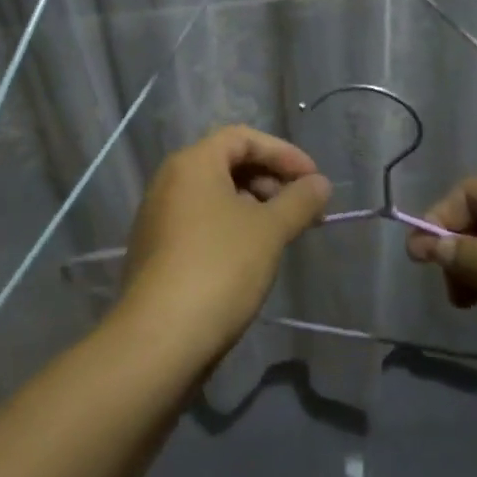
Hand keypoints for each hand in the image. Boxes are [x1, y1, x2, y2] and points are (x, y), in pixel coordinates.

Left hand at [120, 126, 331, 360]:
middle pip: (227, 163)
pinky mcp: (157, 250)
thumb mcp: (269, 231)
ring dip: (253, 205)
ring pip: (214, 195)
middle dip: (270, 180)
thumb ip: (299, 201)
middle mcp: (169, 180)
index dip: (283, 153)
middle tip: (302, 208)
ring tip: (282, 233)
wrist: (160, 338)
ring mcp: (158, 216)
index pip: (242, 138)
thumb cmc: (219, 268)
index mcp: (192, 163)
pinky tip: (252, 256)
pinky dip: (231, 226)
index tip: (314, 180)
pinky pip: (200, 221)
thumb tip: (320, 184)